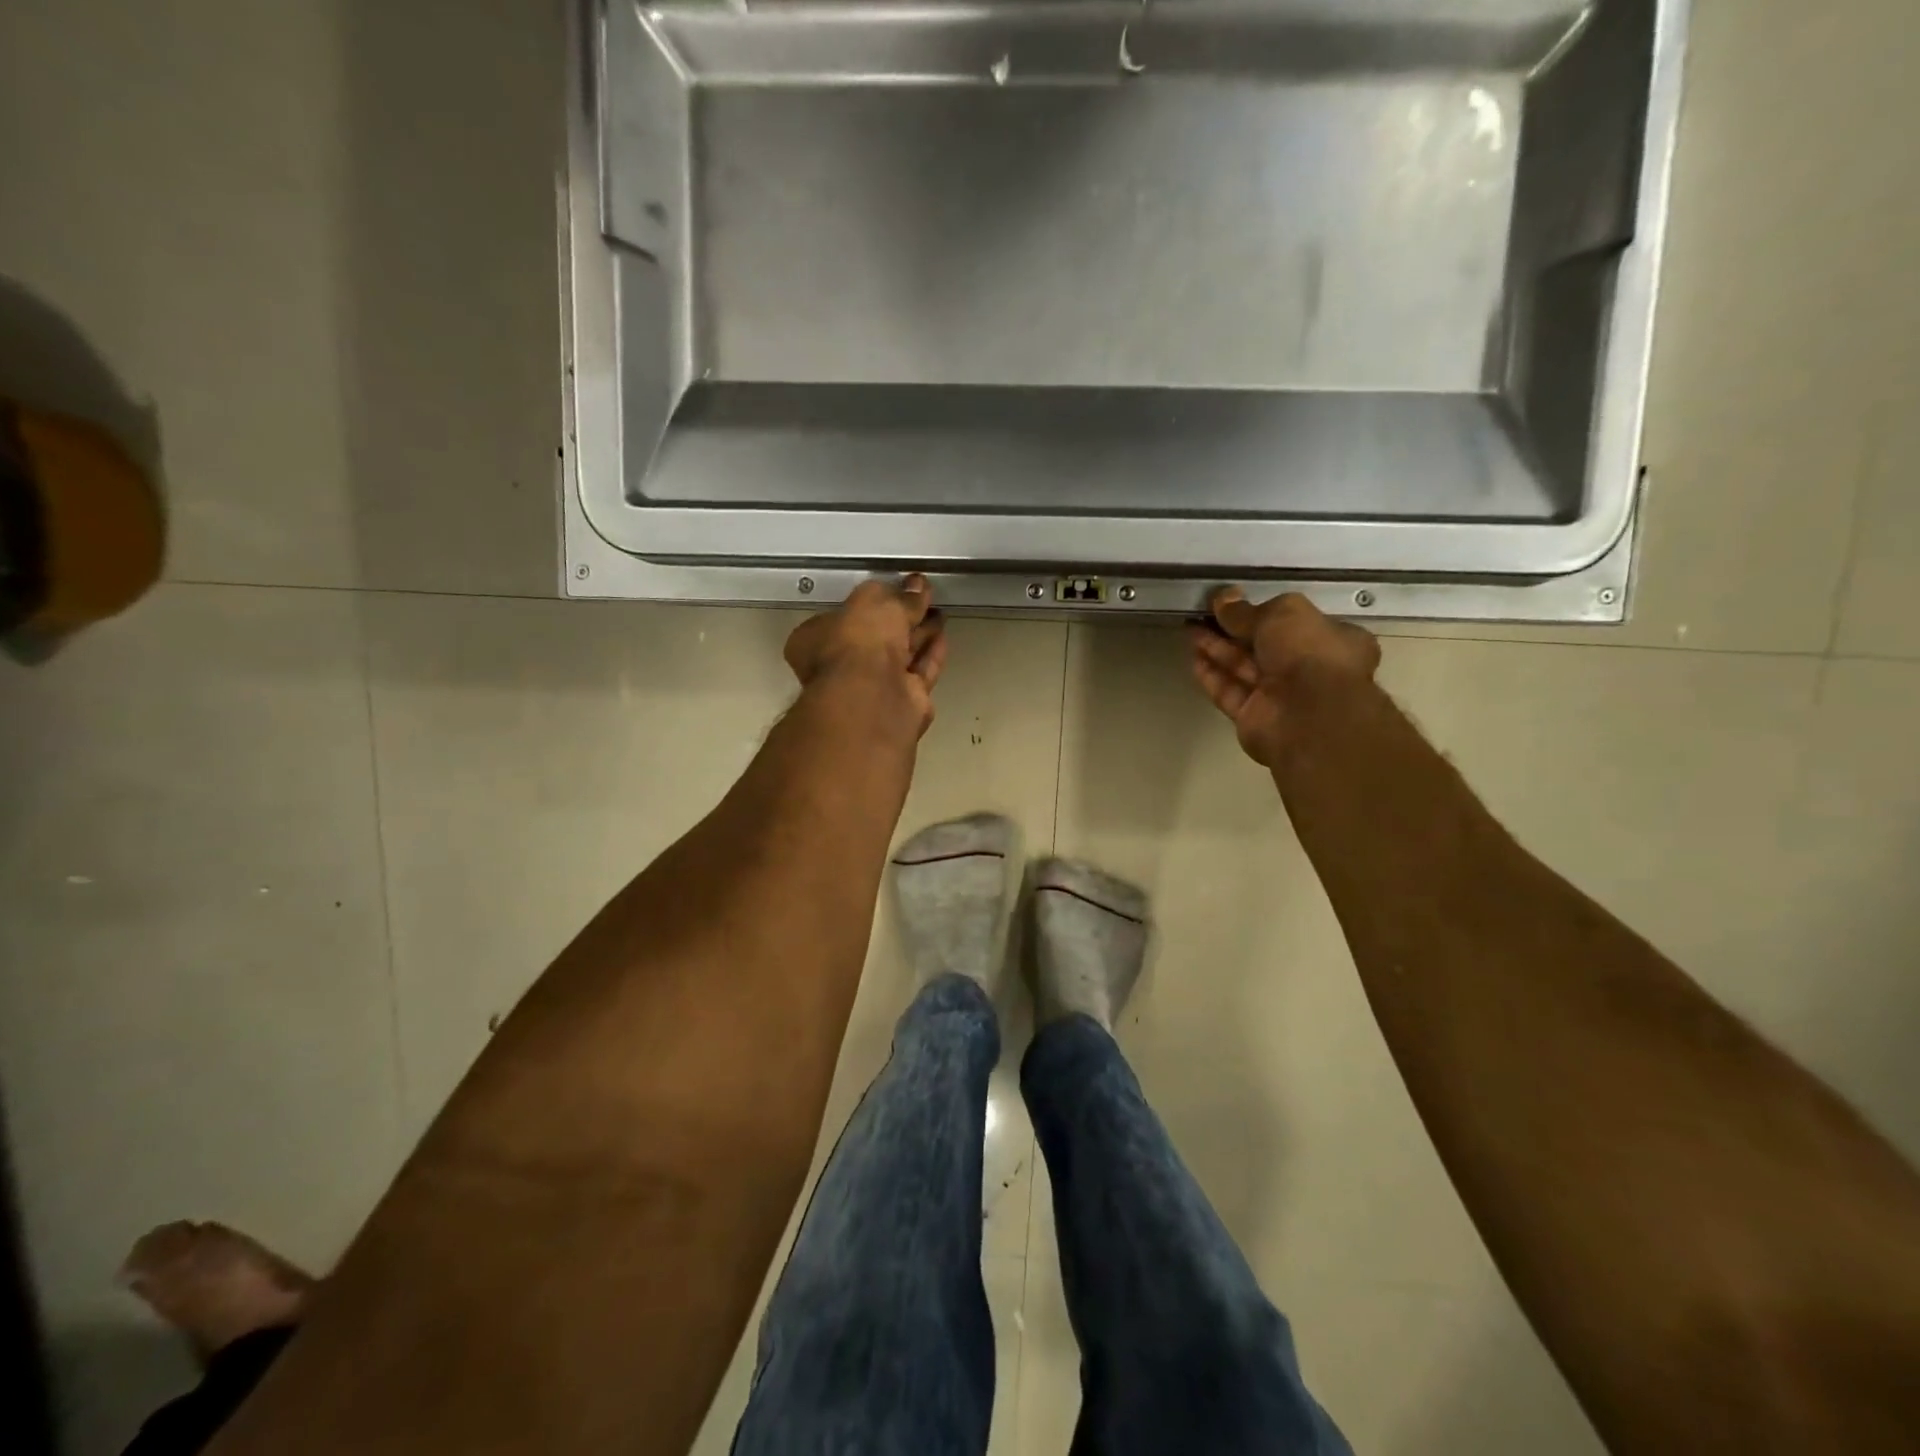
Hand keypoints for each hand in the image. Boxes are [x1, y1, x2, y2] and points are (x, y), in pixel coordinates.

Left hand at [784, 575, 948, 735]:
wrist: (871, 699)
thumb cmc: (858, 642)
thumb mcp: (875, 604)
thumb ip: (898, 596)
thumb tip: (917, 585)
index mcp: (817, 640)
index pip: (844, 616)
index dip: (870, 602)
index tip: (894, 589)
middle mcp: (843, 666)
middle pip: (876, 637)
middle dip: (900, 618)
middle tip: (923, 598)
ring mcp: (873, 687)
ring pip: (900, 655)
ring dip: (918, 634)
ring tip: (938, 613)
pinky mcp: (903, 702)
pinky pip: (919, 672)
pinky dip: (931, 654)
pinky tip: (943, 636)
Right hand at [1187, 588, 1380, 768]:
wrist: (1308, 716)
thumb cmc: (1309, 653)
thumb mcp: (1282, 614)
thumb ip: (1248, 609)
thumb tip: (1223, 598)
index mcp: (1330, 639)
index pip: (1294, 622)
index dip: (1262, 611)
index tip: (1232, 603)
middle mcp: (1307, 668)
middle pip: (1262, 645)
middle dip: (1231, 630)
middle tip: (1202, 614)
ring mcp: (1279, 696)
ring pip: (1243, 668)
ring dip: (1217, 649)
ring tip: (1189, 629)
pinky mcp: (1254, 717)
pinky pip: (1229, 692)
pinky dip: (1212, 676)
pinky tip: (1193, 659)